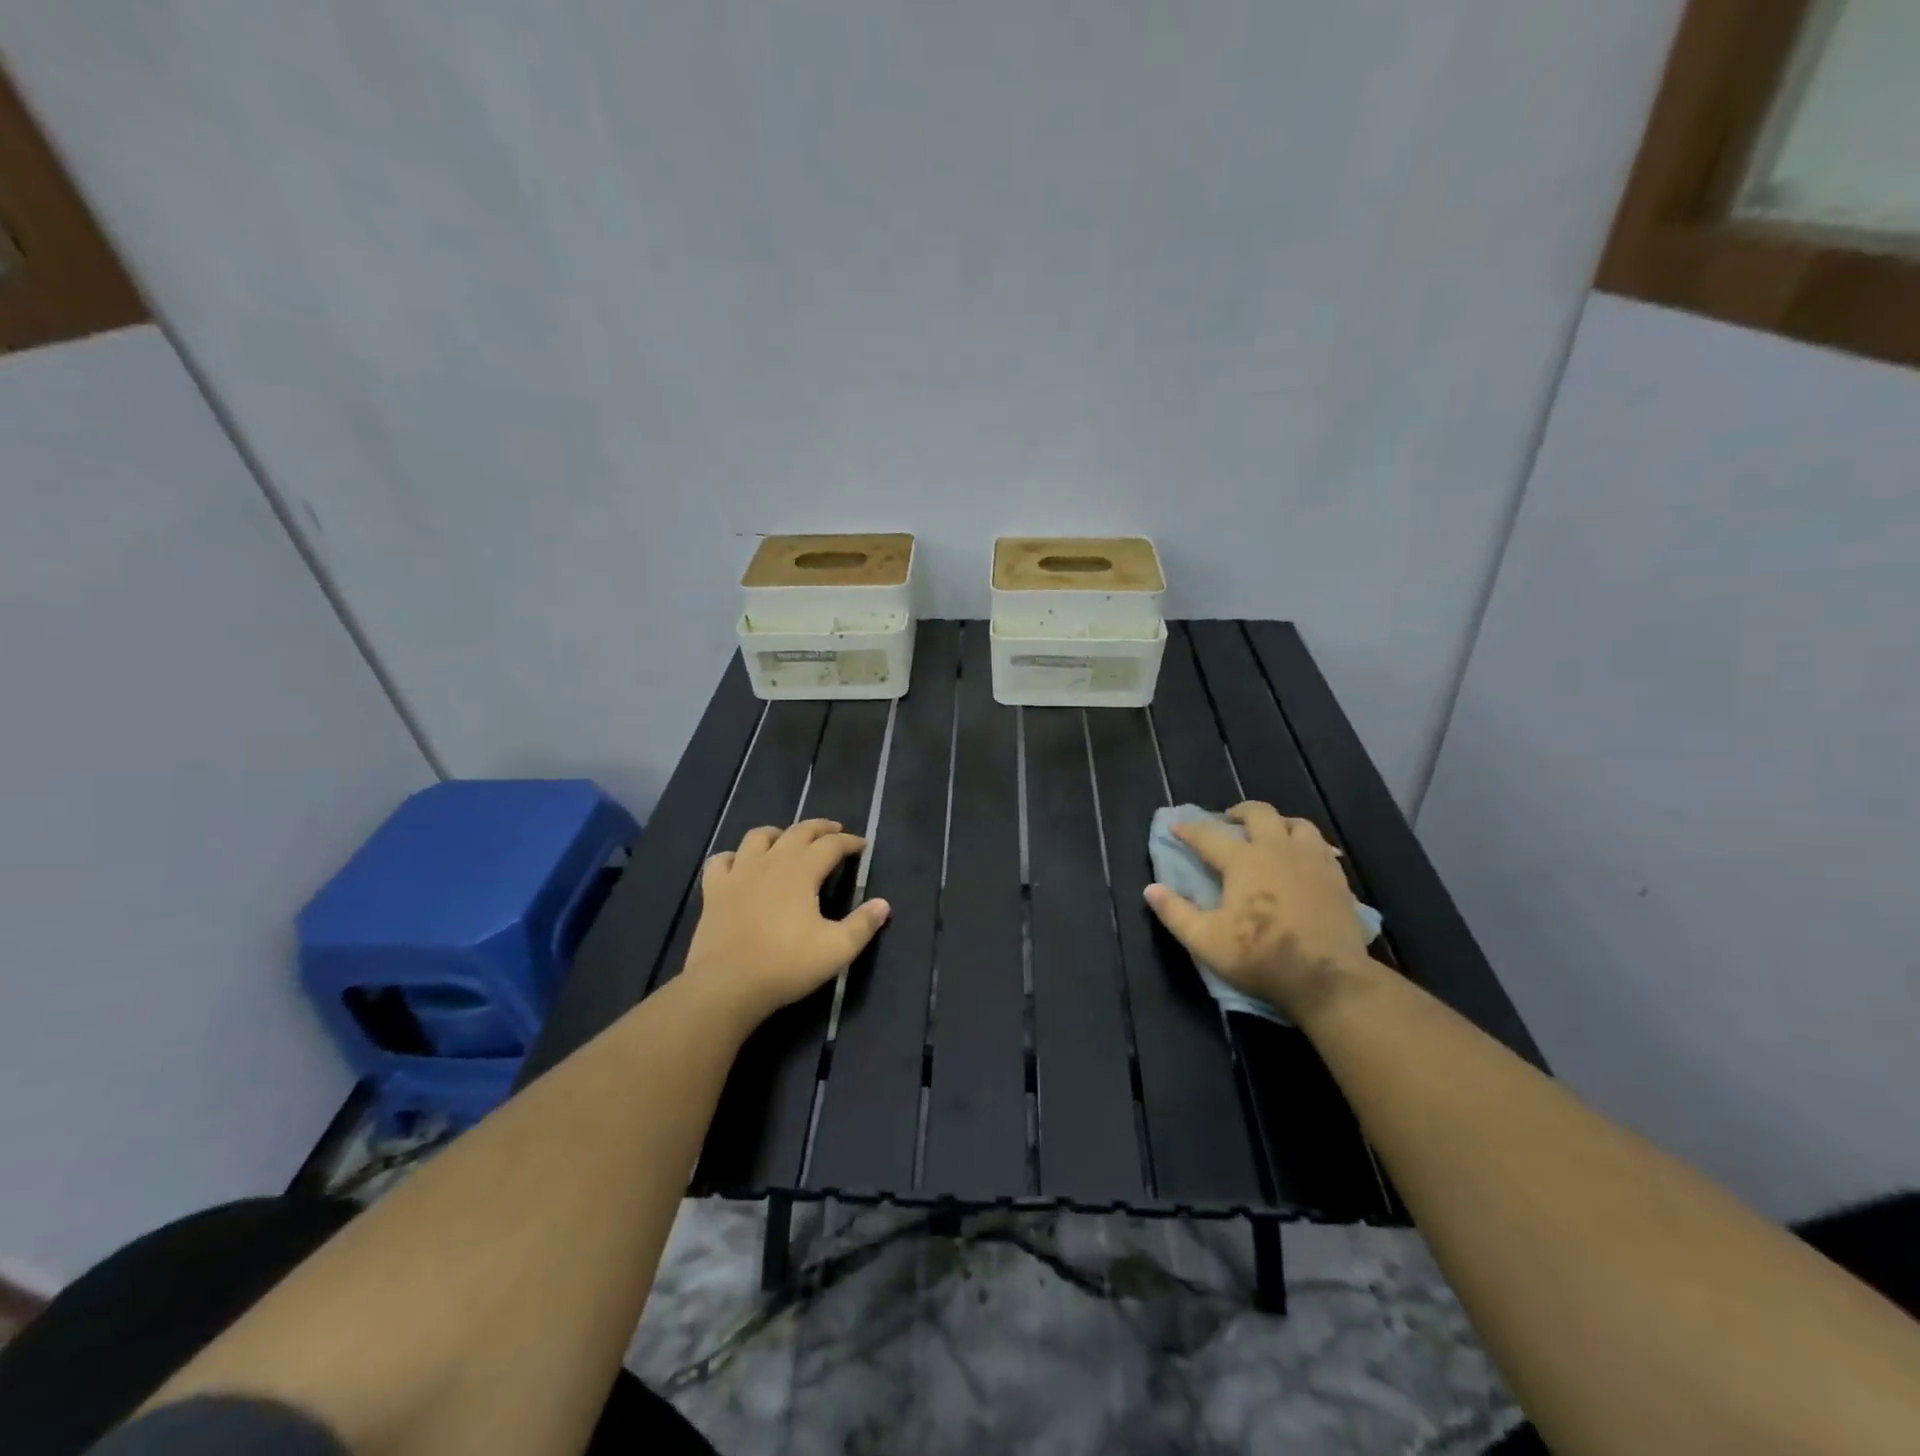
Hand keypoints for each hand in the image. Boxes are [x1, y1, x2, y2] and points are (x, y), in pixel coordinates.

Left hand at [681, 819, 890, 1028]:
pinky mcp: (714, 891)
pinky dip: (734, 856)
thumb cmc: (786, 965)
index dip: (849, 842)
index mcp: (802, 871)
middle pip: (798, 831)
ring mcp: (738, 873)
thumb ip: (862, 924)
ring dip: (778, 833)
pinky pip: (721, 860)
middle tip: (834, 831)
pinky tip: (739, 864)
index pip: (831, 844)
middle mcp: (771, 862)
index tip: (862, 846)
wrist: (726, 985)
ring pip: (758, 837)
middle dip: (820, 828)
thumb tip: (883, 904)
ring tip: (788, 840)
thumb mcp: (836, 950)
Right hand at [1144, 802, 1375, 1024]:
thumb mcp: (1206, 940)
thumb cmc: (1260, 957)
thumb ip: (1175, 913)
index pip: (1208, 836)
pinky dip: (1308, 846)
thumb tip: (1151, 889)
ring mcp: (1312, 861)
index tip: (1176, 826)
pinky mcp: (1337, 878)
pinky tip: (1304, 860)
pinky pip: (1322, 848)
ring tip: (1271, 834)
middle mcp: (1278, 850)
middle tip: (1229, 820)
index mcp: (1243, 861)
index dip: (1189, 829)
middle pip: (1259, 814)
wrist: (1327, 979)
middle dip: (1239, 812)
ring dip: (1279, 823)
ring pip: (1297, 824)